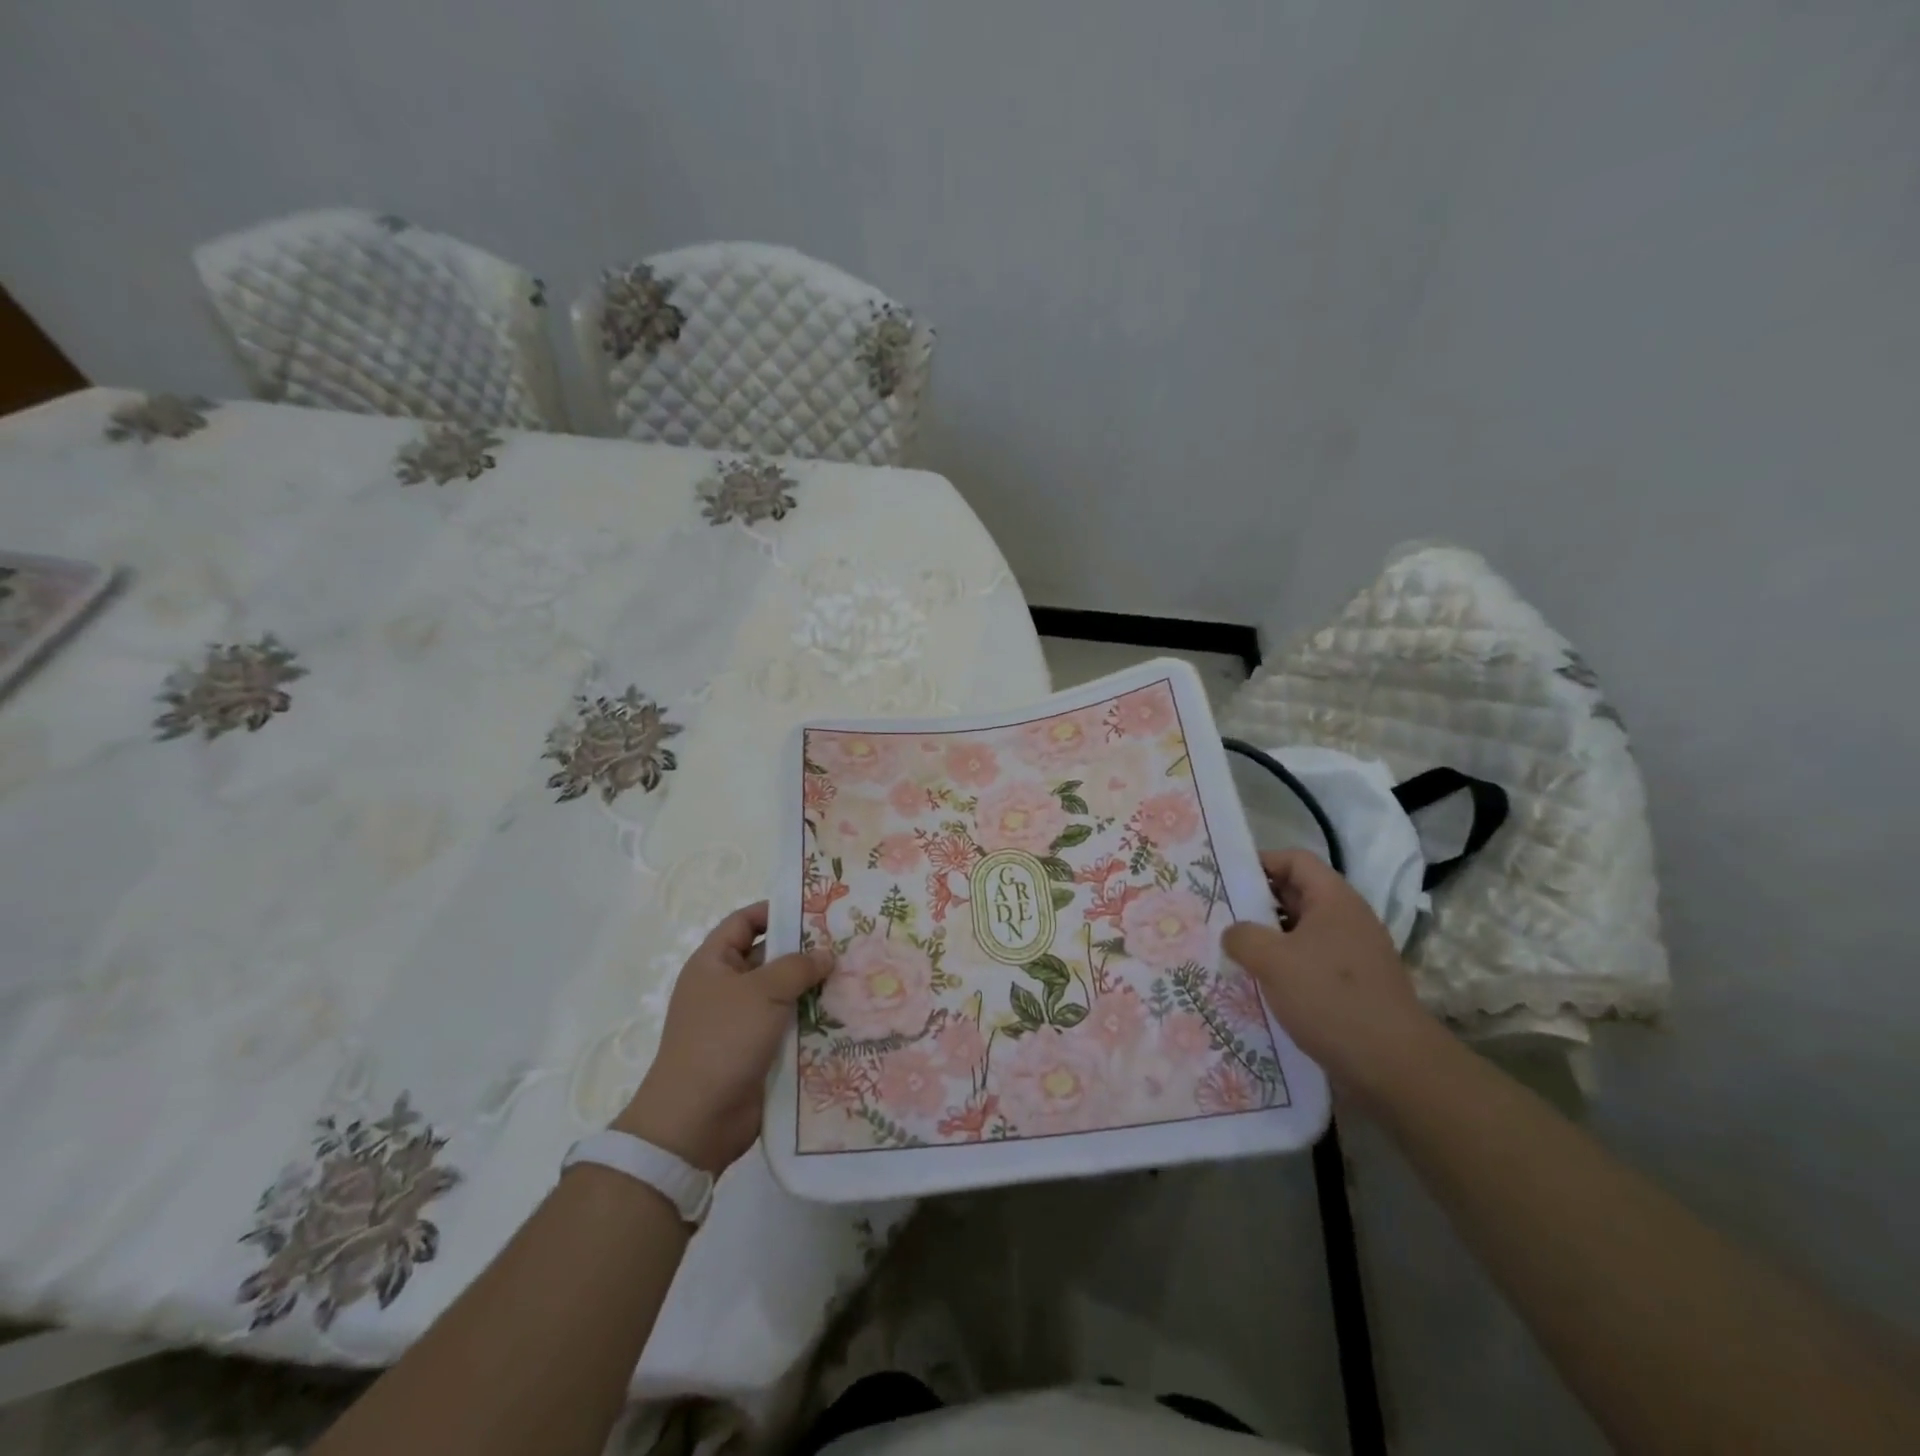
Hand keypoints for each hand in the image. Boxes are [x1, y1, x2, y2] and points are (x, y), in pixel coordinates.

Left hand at [615, 902, 832, 1173]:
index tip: (815, 910)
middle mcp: (726, 988)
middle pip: (769, 957)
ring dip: (814, 990)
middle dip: (805, 952)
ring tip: (856, 978)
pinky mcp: (757, 1053)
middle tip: (847, 944)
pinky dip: (812, 1023)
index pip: (744, 921)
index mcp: (714, 963)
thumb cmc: (723, 1040)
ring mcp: (741, 1023)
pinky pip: (788, 1028)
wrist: (696, 1120)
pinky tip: (846, 1017)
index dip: (775, 911)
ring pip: (784, 995)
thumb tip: (825, 954)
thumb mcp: (762, 992)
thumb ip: (797, 966)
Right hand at [1222, 849, 1440, 1106]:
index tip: (1226, 878)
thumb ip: (1242, 936)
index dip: (1260, 862)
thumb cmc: (1331, 998)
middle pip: (1297, 894)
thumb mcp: (1273, 960)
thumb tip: (1234, 933)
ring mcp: (1353, 954)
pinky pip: (1310, 962)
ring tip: (1232, 951)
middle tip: (1219, 914)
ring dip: (1268, 938)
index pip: (1295, 860)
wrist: (1395, 1067)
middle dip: (1257, 902)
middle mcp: (1347, 919)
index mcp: (1334, 900)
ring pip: (1301, 932)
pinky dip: (1284, 966)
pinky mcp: (1353, 986)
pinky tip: (1259, 985)